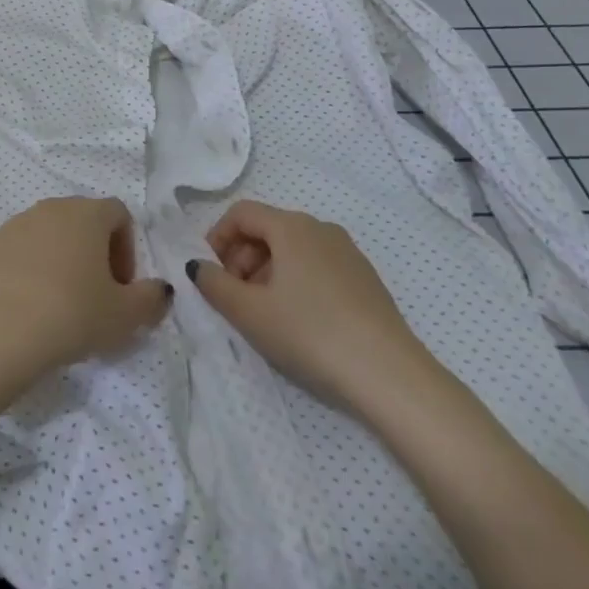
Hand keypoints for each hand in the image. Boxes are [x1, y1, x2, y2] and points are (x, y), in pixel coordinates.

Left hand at [0, 197, 172, 381]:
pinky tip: (27, 302)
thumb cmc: (74, 315)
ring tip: (59, 301)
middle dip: (93, 252)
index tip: (121, 286)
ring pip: (48, 232)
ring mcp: (17, 222)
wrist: (4, 332)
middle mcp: (52, 207)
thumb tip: (161, 289)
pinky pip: (17, 249)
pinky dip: (27, 267)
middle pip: (82, 220)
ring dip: (59, 257)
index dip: (126, 248)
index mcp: (88, 213)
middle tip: (95, 295)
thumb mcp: (126, 316)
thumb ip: (152, 298)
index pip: (119, 214)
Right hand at [189, 200, 430, 411]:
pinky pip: (318, 266)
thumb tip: (198, 266)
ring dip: (268, 272)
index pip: (241, 213)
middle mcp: (319, 227)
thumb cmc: (311, 333)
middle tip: (234, 297)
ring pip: (293, 249)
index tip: (210, 273)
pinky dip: (297, 281)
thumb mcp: (251, 313)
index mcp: (290, 226)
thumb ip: (215, 285)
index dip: (218, 237)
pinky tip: (300, 322)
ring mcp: (347, 252)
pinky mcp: (366, 279)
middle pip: (267, 229)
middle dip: (242, 258)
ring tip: (264, 314)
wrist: (390, 375)